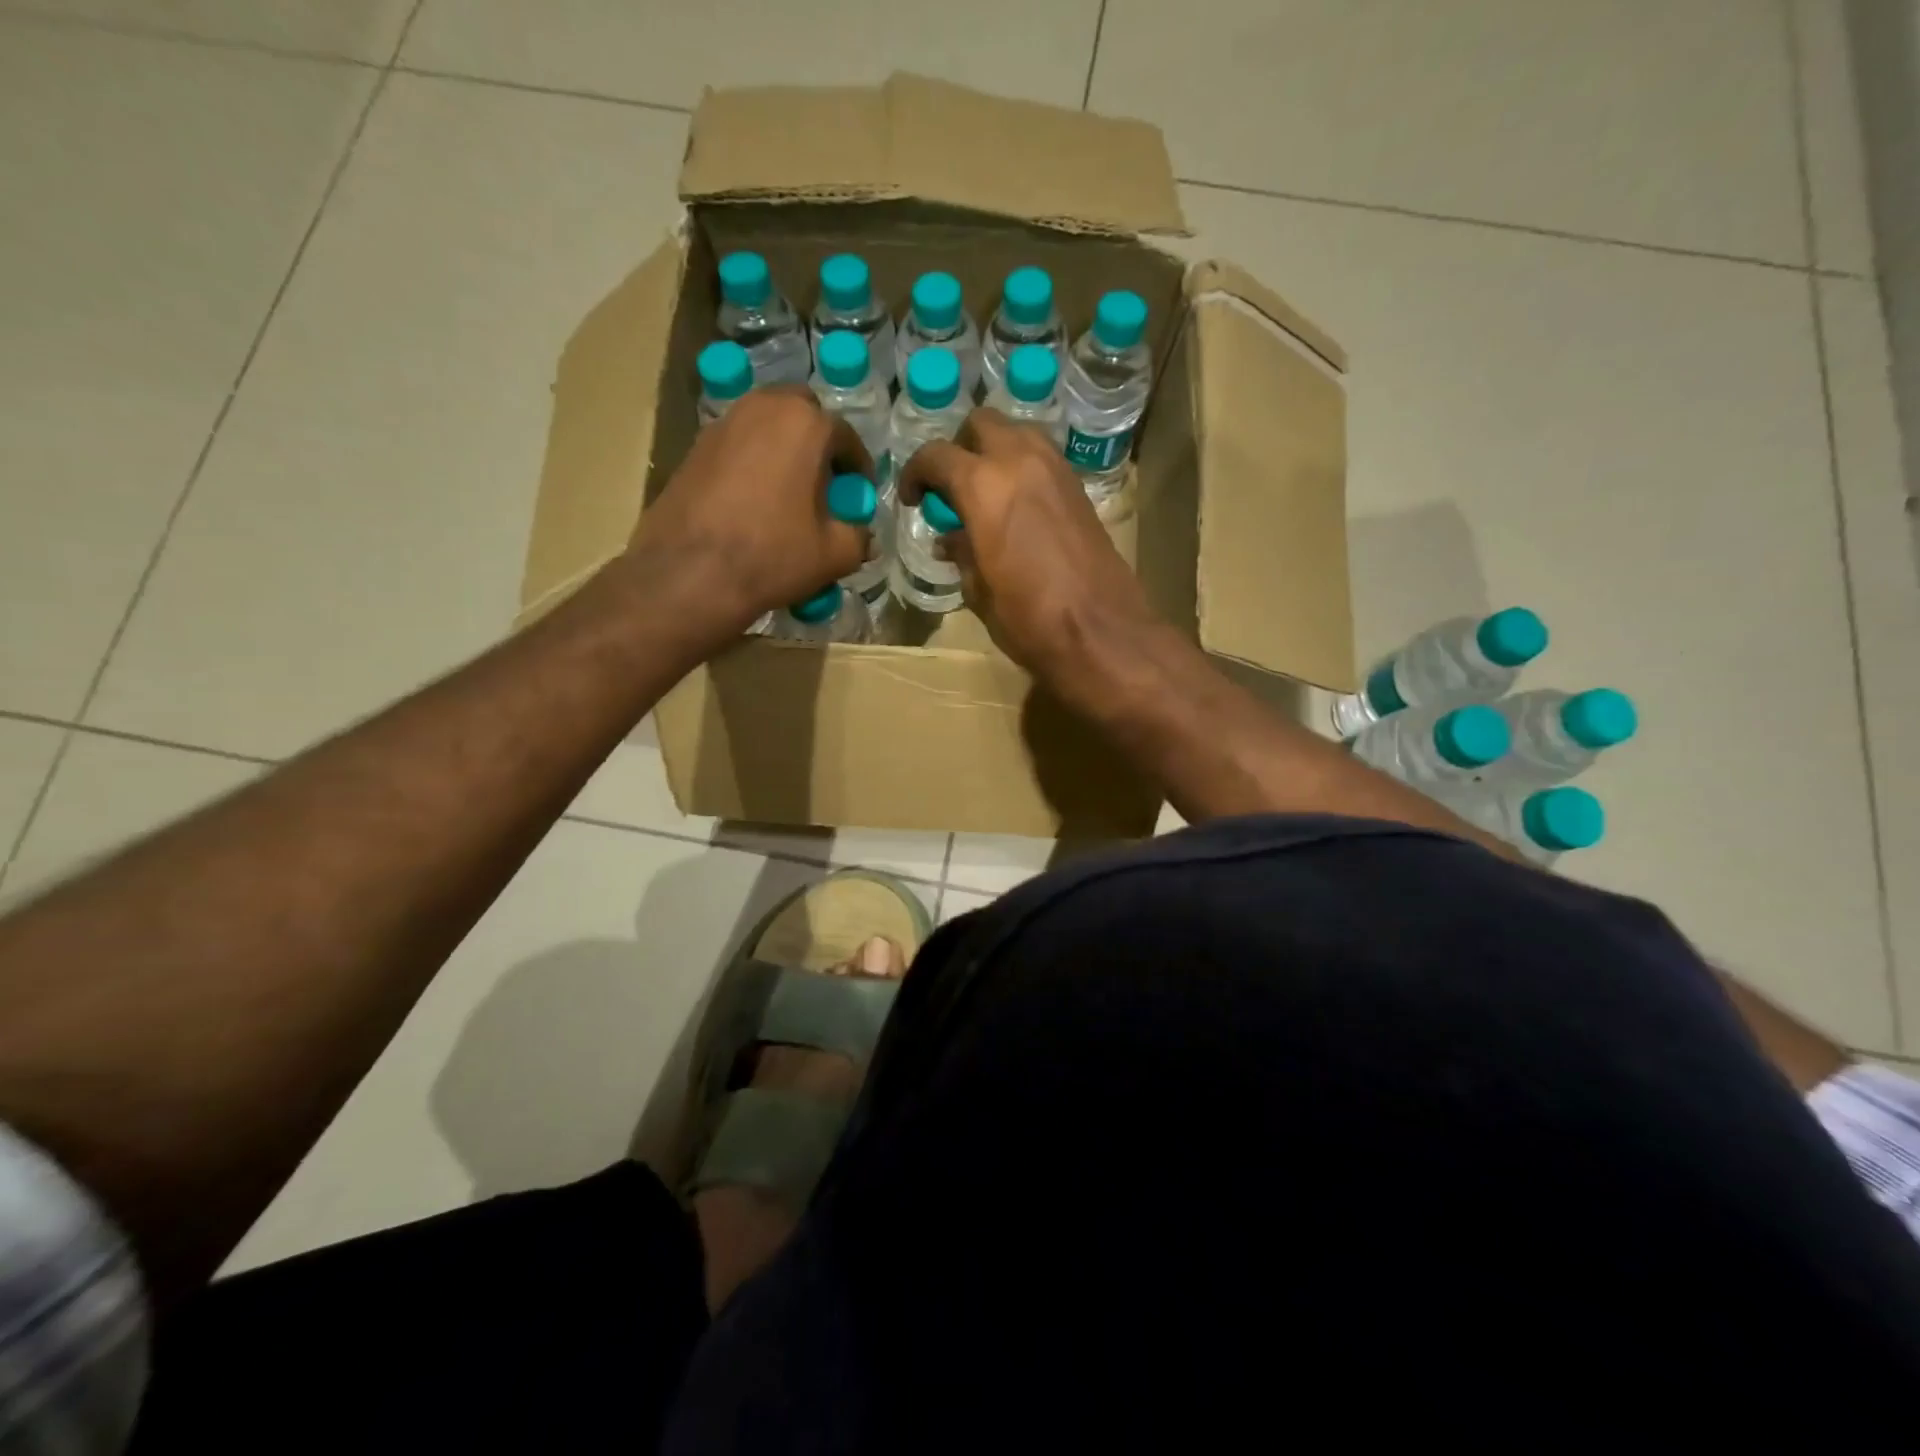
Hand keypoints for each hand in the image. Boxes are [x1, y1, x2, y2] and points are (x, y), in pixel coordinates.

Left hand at [633, 387, 873, 634]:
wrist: (690, 573)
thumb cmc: (773, 555)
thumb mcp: (835, 554)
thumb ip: (858, 537)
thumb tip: (864, 536)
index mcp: (806, 424)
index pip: (846, 437)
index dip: (858, 468)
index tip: (858, 494)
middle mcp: (763, 407)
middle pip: (802, 414)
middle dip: (818, 442)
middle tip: (823, 482)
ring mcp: (723, 423)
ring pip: (766, 424)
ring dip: (784, 448)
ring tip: (788, 492)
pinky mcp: (695, 446)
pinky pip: (738, 444)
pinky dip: (753, 461)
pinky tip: (754, 502)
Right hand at [897, 409, 1161, 689]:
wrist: (1100, 631)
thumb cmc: (1028, 618)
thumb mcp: (978, 590)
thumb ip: (961, 553)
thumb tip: (949, 538)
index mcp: (983, 486)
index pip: (936, 456)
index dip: (916, 474)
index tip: (914, 500)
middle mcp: (1020, 461)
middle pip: (981, 424)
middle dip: (959, 448)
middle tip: (953, 488)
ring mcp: (1056, 469)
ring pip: (1017, 432)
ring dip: (995, 451)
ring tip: (986, 493)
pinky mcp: (1080, 487)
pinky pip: (1043, 457)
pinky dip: (1023, 467)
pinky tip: (1018, 506)